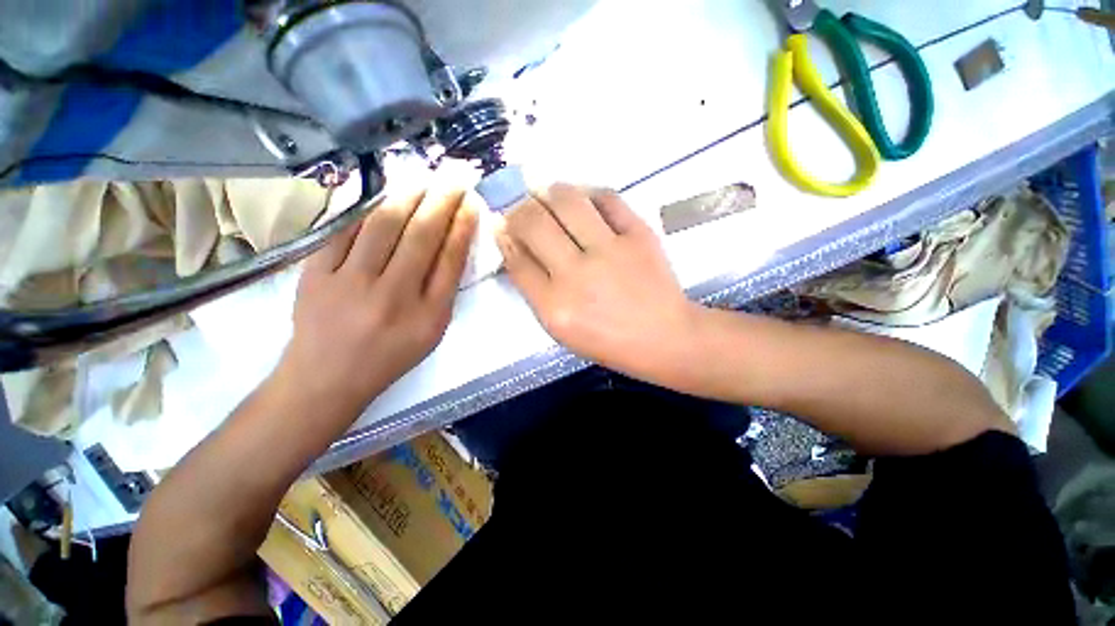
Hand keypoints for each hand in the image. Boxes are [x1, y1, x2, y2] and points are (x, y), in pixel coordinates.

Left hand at [279, 186, 479, 408]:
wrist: (327, 377)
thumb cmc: (390, 355)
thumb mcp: (431, 332)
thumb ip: (444, 290)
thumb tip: (451, 245)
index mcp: (427, 315)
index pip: (450, 260)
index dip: (462, 227)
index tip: (470, 204)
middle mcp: (393, 295)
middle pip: (421, 237)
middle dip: (441, 202)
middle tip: (453, 178)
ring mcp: (350, 282)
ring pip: (383, 226)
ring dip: (408, 197)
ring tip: (423, 180)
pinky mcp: (316, 273)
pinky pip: (345, 230)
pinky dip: (366, 208)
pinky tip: (382, 196)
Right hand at [496, 184, 699, 384]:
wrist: (664, 337)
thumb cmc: (609, 341)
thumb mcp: (562, 330)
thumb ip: (536, 292)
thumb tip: (516, 248)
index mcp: (555, 307)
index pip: (516, 259)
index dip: (505, 236)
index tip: (502, 225)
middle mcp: (577, 275)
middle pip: (533, 223)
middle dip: (518, 209)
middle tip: (521, 209)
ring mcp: (609, 251)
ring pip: (566, 201)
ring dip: (548, 192)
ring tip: (545, 194)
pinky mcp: (638, 234)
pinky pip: (607, 198)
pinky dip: (587, 193)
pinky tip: (581, 200)